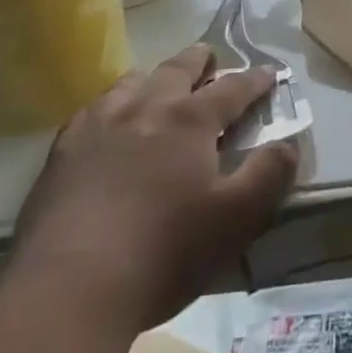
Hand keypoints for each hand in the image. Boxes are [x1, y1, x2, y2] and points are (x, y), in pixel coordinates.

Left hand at [10, 46, 298, 327]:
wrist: (66, 291)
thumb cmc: (162, 254)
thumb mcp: (234, 220)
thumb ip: (267, 176)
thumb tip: (288, 144)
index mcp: (190, 119)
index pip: (233, 87)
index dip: (256, 80)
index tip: (271, 73)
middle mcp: (147, 106)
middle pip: (179, 68)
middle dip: (202, 61)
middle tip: (213, 61)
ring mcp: (100, 124)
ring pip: (134, 80)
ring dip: (156, 78)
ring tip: (162, 87)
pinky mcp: (63, 150)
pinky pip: (94, 108)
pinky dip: (113, 104)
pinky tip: (109, 121)